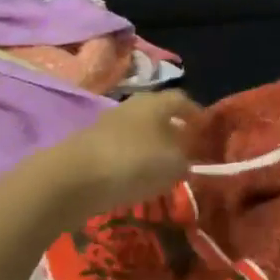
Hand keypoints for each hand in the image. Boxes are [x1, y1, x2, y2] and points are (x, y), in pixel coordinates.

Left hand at [42, 91, 199, 220]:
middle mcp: (132, 107)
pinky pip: (121, 150)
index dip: (196, 114)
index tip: (206, 132)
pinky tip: (136, 180)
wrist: (73, 179)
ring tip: (162, 170)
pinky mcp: (91, 146)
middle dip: (173, 131)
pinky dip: (132, 161)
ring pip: (139, 132)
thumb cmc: (133, 163)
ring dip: (151, 148)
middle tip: (186, 152)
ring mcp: (108, 125)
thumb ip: (185, 161)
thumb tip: (186, 160)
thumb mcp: (172, 165)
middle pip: (158, 115)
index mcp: (155, 102)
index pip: (182, 100)